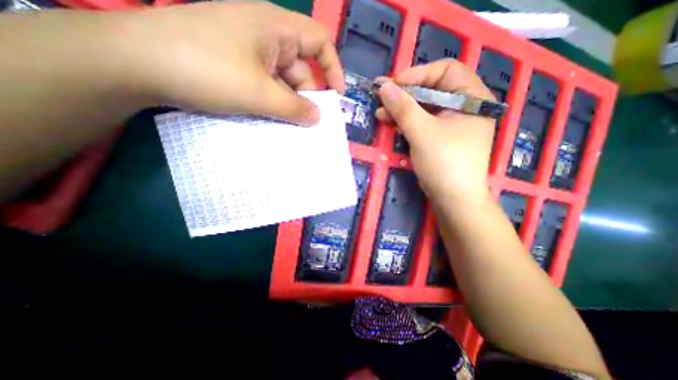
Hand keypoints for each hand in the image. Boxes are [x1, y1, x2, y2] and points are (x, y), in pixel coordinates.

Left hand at [117, 1, 343, 125]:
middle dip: (306, 96)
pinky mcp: (235, 66)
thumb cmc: (208, 70)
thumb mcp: (260, 94)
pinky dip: (272, 103)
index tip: (337, 96)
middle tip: (309, 123)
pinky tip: (271, 118)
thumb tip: (318, 118)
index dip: (332, 68)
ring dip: (287, 104)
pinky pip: (265, 85)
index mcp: (275, 28)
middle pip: (299, 68)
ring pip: (281, 81)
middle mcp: (265, 36)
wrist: (137, 63)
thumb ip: (295, 108)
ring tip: (289, 126)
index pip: (318, 42)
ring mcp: (248, 51)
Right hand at [373, 60, 495, 204]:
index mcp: (471, 97)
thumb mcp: (422, 132)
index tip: (393, 84)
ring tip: (380, 113)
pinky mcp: (439, 137)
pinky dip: (405, 122)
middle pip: (432, 89)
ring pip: (423, 107)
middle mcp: (463, 107)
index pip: (445, 71)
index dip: (418, 74)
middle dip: (405, 94)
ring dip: (401, 109)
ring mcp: (450, 123)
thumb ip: (403, 108)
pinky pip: (421, 122)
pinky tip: (390, 123)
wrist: (453, 199)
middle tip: (381, 97)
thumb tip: (384, 87)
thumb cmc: (444, 163)